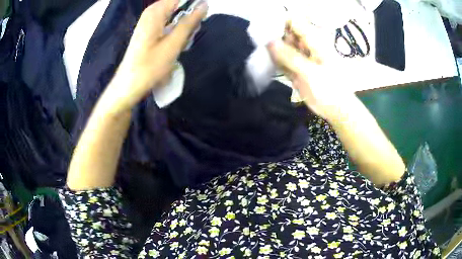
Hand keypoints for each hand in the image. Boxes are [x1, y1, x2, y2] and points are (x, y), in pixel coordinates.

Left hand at [104, 0, 206, 113]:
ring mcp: (149, 22)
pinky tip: (177, 44)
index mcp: (156, 11)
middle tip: (191, 33)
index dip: (193, 4)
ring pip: (175, 15)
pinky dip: (176, 31)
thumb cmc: (150, 66)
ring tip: (184, 41)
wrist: (129, 85)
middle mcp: (152, 13)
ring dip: (183, 26)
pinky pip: (168, 23)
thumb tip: (204, 5)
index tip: (201, 16)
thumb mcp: (173, 44)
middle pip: (178, 5)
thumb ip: (189, 22)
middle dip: (189, 16)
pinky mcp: (149, 30)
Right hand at [267, 20, 356, 120]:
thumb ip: (290, 57)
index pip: (294, 22)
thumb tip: (269, 42)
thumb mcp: (311, 72)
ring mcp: (300, 57)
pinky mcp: (295, 69)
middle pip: (285, 33)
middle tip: (257, 39)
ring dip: (271, 48)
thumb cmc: (331, 89)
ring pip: (281, 47)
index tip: (263, 26)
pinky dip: (274, 61)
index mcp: (314, 41)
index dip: (278, 21)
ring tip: (260, 51)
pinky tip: (266, 62)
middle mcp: (305, 46)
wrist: (336, 110)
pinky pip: (281, 61)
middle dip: (271, 34)